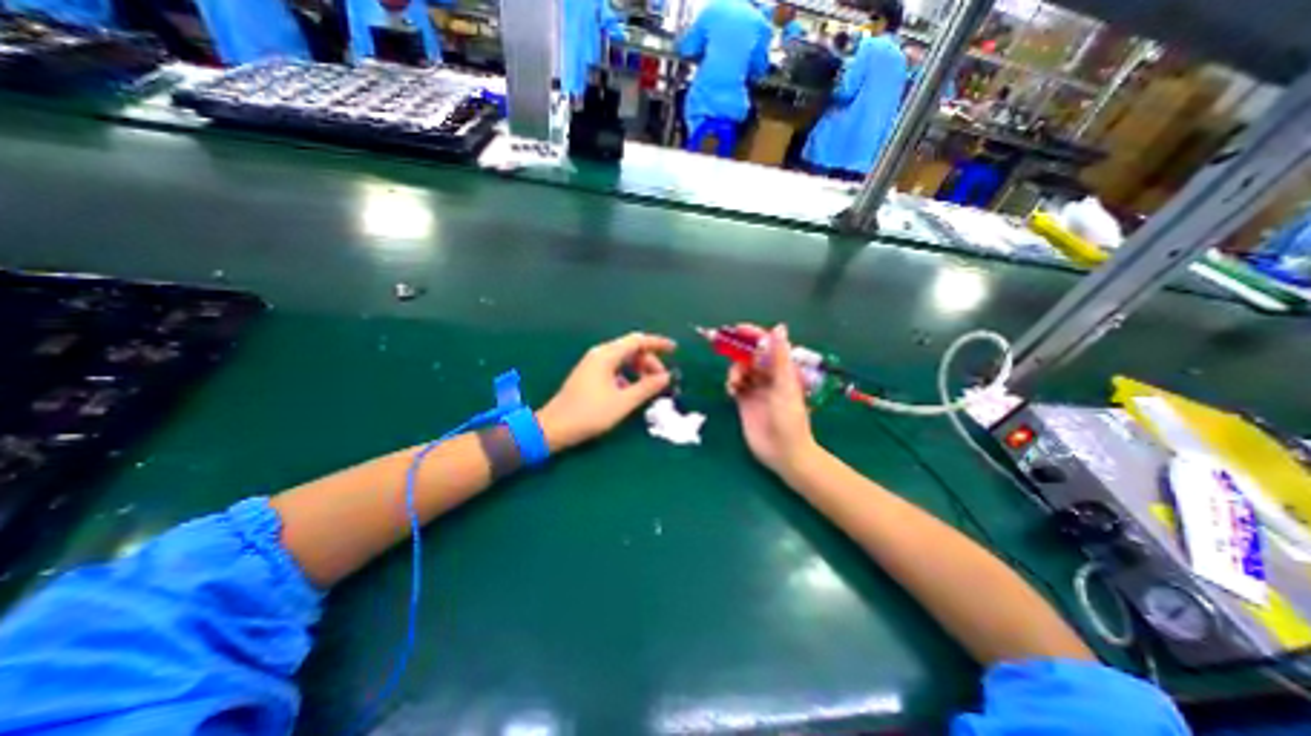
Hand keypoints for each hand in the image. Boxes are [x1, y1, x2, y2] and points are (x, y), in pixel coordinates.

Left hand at [533, 331, 674, 447]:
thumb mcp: (623, 402)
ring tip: (649, 387)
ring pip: (623, 359)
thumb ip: (647, 387)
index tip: (675, 350)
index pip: (638, 340)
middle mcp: (599, 354)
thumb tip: (666, 377)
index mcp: (606, 355)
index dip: (658, 343)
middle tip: (662, 380)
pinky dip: (628, 375)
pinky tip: (631, 391)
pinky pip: (615, 368)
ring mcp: (593, 364)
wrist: (554, 427)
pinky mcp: (590, 375)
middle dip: (650, 361)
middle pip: (631, 349)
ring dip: (639, 369)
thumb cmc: (589, 414)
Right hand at [727, 321, 814, 473]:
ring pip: (741, 369)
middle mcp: (769, 376)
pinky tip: (731, 391)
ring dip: (734, 371)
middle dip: (738, 353)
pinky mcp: (745, 401)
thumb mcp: (784, 385)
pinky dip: (731, 383)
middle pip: (750, 356)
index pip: (767, 346)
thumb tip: (778, 327)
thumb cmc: (789, 418)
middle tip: (725, 352)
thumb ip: (779, 357)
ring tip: (734, 383)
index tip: (736, 328)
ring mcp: (756, 389)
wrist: (783, 452)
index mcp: (782, 369)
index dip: (753, 335)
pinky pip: (735, 384)